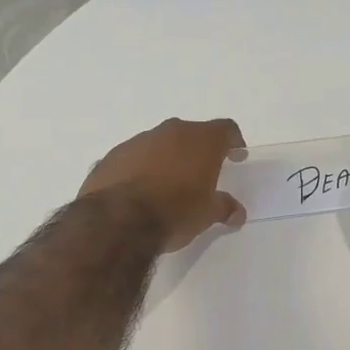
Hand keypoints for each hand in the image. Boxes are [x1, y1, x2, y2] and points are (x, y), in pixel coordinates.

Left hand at [80, 117, 247, 251]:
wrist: (118, 220)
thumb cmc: (175, 212)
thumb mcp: (207, 214)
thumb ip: (224, 207)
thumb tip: (236, 212)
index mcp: (201, 140)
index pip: (225, 129)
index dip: (233, 141)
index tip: (236, 155)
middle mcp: (171, 132)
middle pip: (191, 133)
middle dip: (198, 150)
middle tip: (202, 172)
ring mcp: (138, 140)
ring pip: (160, 143)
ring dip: (167, 158)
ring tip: (167, 184)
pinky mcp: (113, 155)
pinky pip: (134, 157)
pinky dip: (141, 168)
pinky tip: (139, 191)